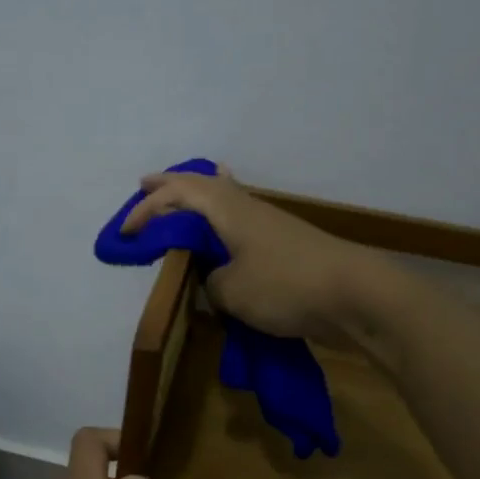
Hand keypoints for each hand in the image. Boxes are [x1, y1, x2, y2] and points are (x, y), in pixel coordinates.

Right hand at [121, 166, 368, 342]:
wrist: (355, 295)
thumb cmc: (285, 286)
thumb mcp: (230, 292)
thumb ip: (209, 282)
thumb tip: (213, 279)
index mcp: (227, 209)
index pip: (176, 196)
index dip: (146, 210)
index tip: (124, 233)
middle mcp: (246, 206)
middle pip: (201, 183)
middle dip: (169, 184)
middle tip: (144, 183)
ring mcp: (268, 222)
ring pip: (223, 197)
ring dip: (196, 195)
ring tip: (181, 194)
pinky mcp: (283, 242)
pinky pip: (240, 216)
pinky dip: (221, 212)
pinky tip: (226, 217)